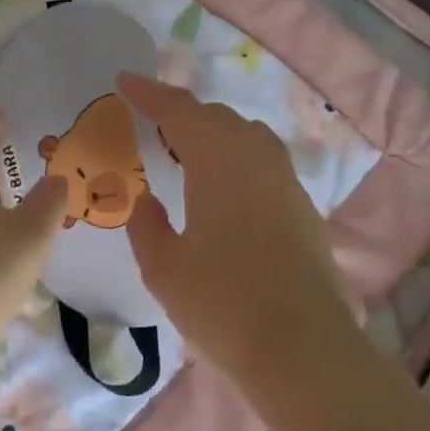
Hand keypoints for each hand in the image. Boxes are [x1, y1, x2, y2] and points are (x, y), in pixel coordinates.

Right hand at [118, 73, 363, 398]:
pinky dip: (238, 162)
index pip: (180, 111)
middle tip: (153, 129)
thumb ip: (147, 225)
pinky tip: (225, 194)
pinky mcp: (305, 211)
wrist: (301, 348)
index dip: (150, 93)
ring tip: (188, 157)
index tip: (124, 81)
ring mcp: (287, 185)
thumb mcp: (163, 267)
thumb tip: (145, 201)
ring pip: (249, 139)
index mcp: (219, 162)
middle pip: (219, 119)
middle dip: (183, 115)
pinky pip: (266, 166)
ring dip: (215, 136)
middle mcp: (258, 160)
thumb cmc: (221, 304)